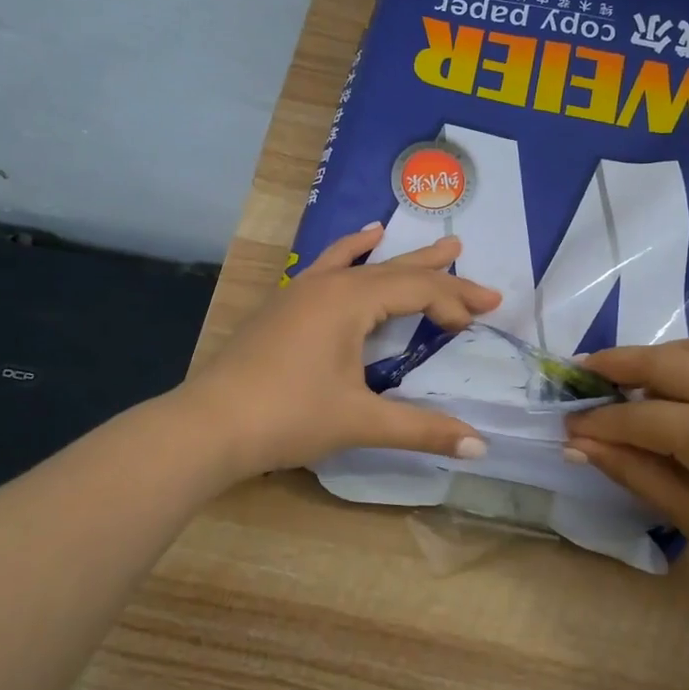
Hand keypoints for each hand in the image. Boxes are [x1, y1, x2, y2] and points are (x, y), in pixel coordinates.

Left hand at [178, 226, 500, 477]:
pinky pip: (327, 266)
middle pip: (393, 270)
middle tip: (471, 263)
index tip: (479, 323)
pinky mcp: (283, 306)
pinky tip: (357, 243)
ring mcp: (300, 291)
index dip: (453, 303)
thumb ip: (422, 429)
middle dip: (436, 271)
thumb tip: (480, 449)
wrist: (208, 425)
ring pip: (359, 263)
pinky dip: (350, 254)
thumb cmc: (288, 417)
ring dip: (396, 256)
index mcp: (350, 301)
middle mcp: (327, 284)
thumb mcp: (360, 421)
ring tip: (427, 240)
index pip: (416, 290)